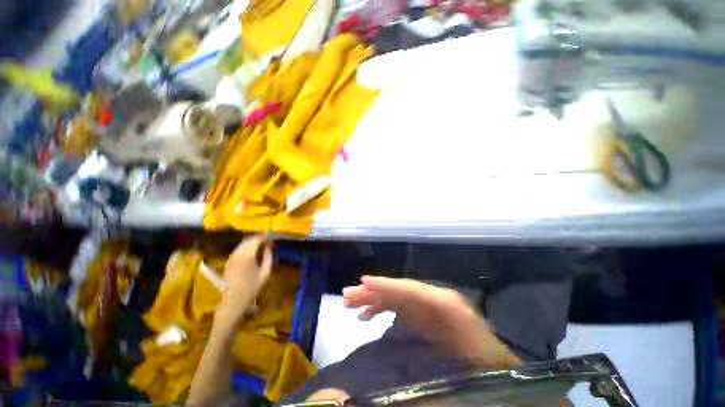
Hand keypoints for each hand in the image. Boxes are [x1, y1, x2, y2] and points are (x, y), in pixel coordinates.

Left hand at [215, 235, 272, 326]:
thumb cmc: (252, 288)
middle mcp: (238, 254)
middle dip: (259, 237)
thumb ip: (269, 257)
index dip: (265, 236)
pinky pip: (238, 248)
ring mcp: (231, 257)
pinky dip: (246, 246)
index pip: (257, 240)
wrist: (234, 301)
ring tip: (262, 243)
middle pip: (249, 240)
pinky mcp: (229, 261)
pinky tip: (252, 250)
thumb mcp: (266, 273)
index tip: (273, 237)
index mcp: (247, 256)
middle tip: (269, 239)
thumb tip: (270, 245)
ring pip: (243, 243)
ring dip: (252, 241)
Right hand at [343, 276, 520, 367]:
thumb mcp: (461, 376)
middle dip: (374, 291)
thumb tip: (391, 367)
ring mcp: (432, 310)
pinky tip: (368, 315)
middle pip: (401, 290)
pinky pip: (400, 307)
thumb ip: (432, 370)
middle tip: (347, 296)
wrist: (504, 379)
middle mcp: (439, 303)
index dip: (387, 286)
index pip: (413, 291)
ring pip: (398, 297)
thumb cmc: (486, 377)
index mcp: (449, 310)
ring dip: (374, 299)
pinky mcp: (427, 318)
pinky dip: (382, 308)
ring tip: (351, 305)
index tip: (362, 283)